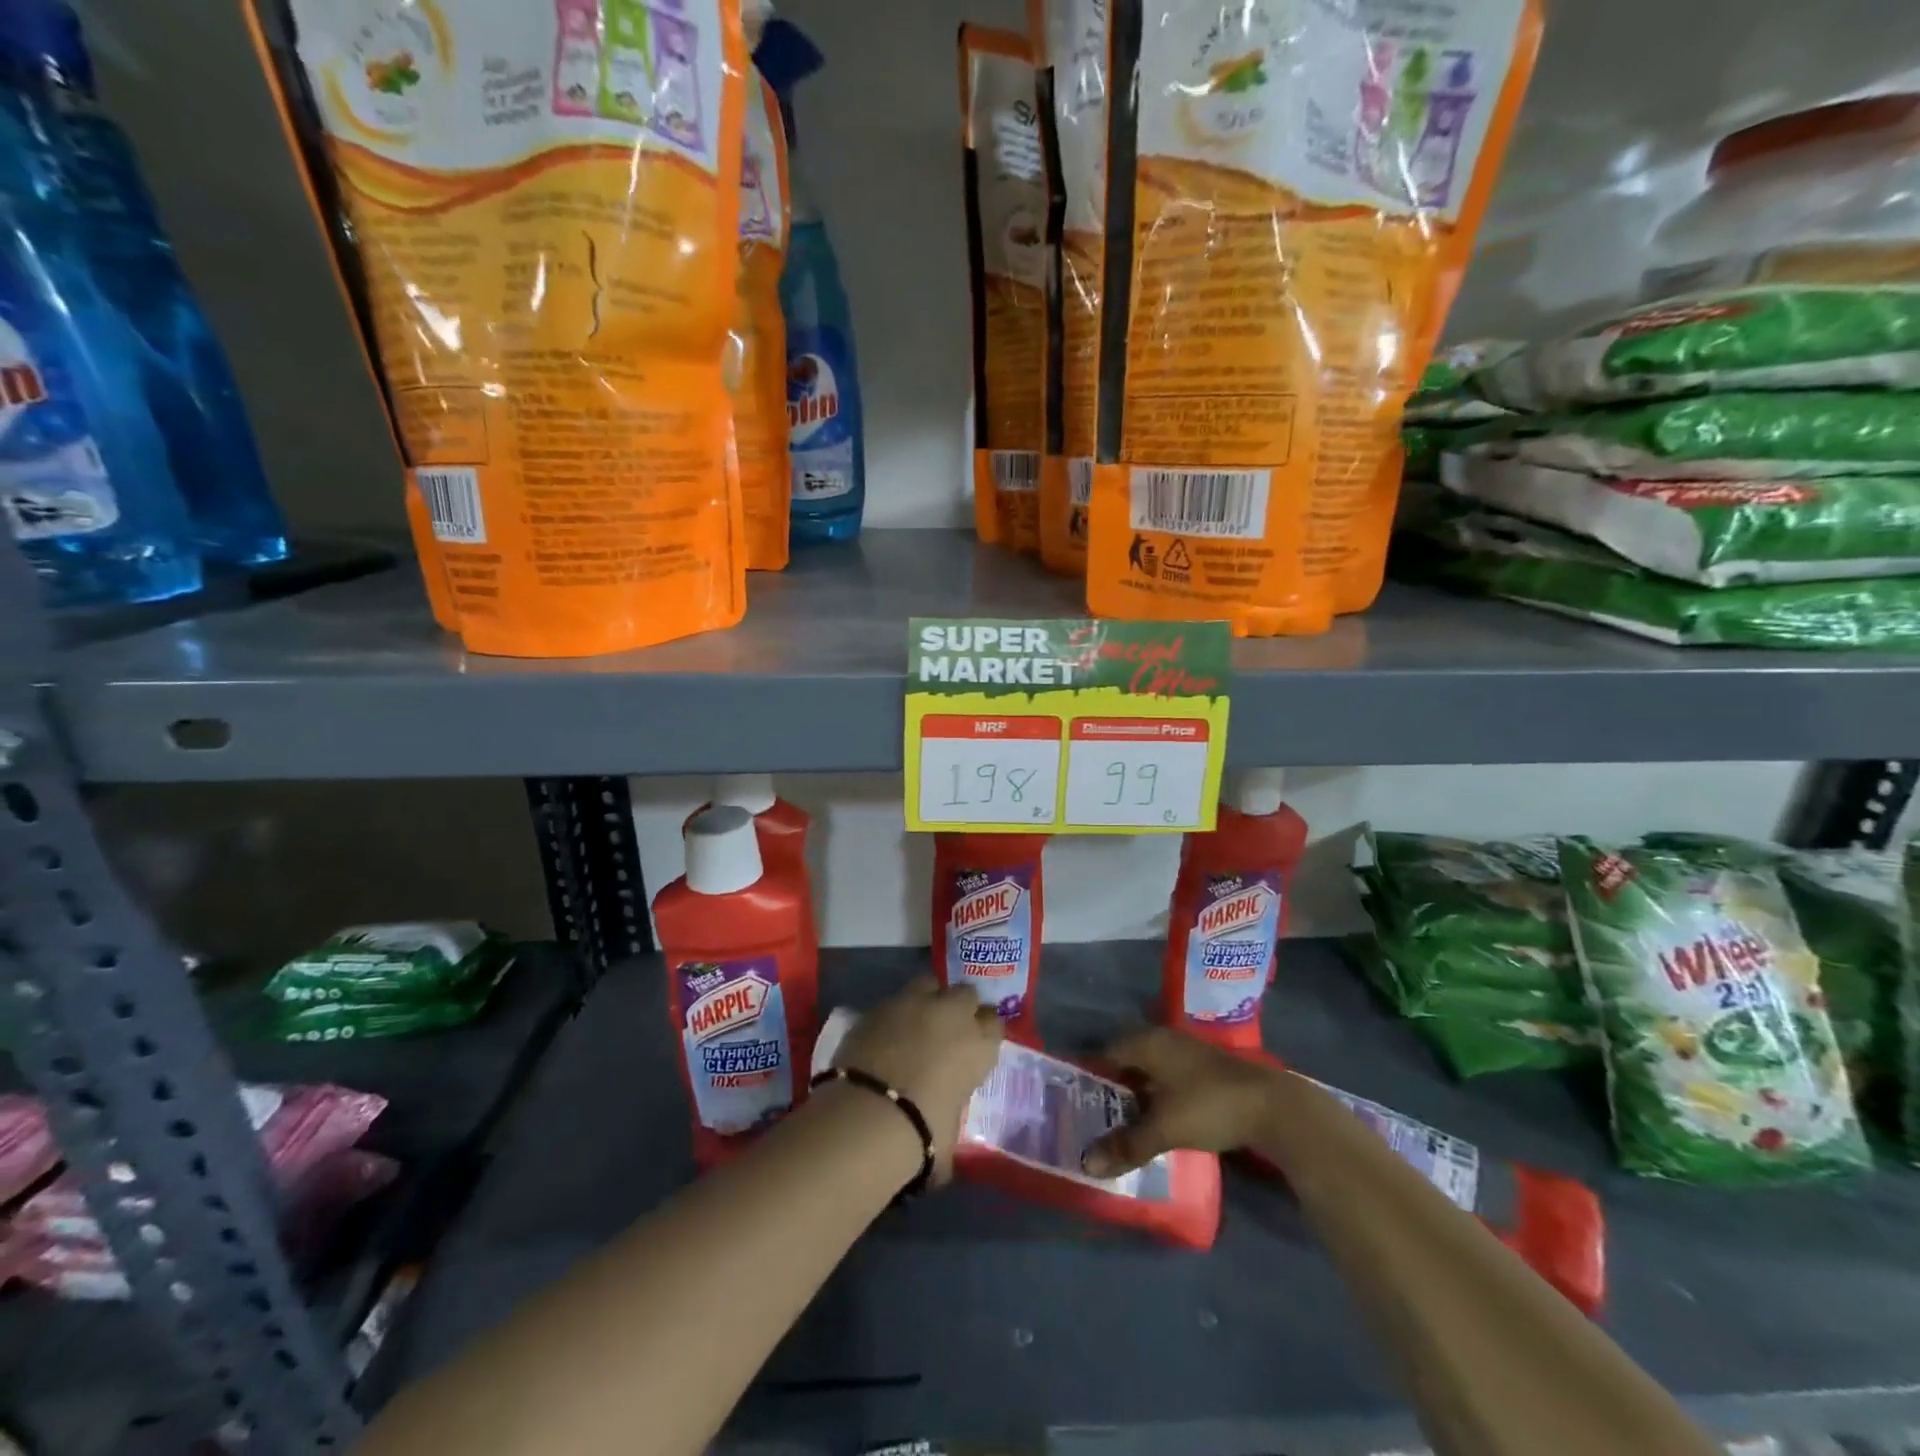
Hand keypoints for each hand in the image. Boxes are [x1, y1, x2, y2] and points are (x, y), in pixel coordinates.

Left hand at [833, 977, 1003, 1178]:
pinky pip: (894, 1001)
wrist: (868, 1116)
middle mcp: (951, 1013)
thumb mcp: (951, 1135)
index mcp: (978, 1044)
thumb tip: (943, 1144)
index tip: (976, 1044)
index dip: (985, 1031)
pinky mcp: (878, 1006)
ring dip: (928, 998)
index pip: (995, 1022)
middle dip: (960, 1007)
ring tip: (917, 1020)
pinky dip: (894, 1013)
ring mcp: (913, 1003)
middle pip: (966, 993)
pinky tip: (885, 1033)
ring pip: (929, 984)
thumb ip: (951, 1122)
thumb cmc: (922, 1134)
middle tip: (948, 1028)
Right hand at [1082, 1027, 1283, 1177]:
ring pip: (1150, 1070)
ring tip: (1122, 1123)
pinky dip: (1157, 1096)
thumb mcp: (1164, 1129)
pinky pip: (1168, 1078)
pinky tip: (1157, 1121)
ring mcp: (1187, 1053)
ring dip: (1137, 1093)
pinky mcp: (1205, 1070)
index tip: (1077, 1100)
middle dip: (1113, 1086)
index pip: (1107, 1052)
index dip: (1091, 1074)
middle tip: (1095, 1115)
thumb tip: (1086, 1164)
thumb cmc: (1209, 1106)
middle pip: (1128, 1059)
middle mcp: (1164, 1040)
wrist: (1273, 1107)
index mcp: (1148, 1043)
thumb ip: (1126, 1145)